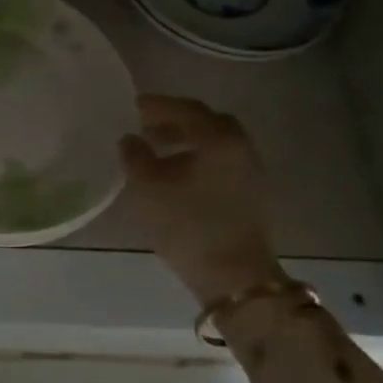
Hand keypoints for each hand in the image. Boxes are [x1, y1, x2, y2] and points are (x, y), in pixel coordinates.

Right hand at [119, 94, 283, 305]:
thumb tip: (130, 140)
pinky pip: (222, 163)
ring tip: (157, 154)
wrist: (235, 277)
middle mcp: (241, 148)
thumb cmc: (189, 226)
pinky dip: (199, 159)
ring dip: (187, 142)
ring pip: (216, 144)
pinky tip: (178, 177)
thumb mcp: (150, 189)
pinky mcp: (253, 194)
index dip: (158, 105)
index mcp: (219, 140)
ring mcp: (251, 172)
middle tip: (146, 128)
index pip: (187, 110)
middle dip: (175, 122)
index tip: (133, 106)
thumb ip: (136, 157)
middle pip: (207, 123)